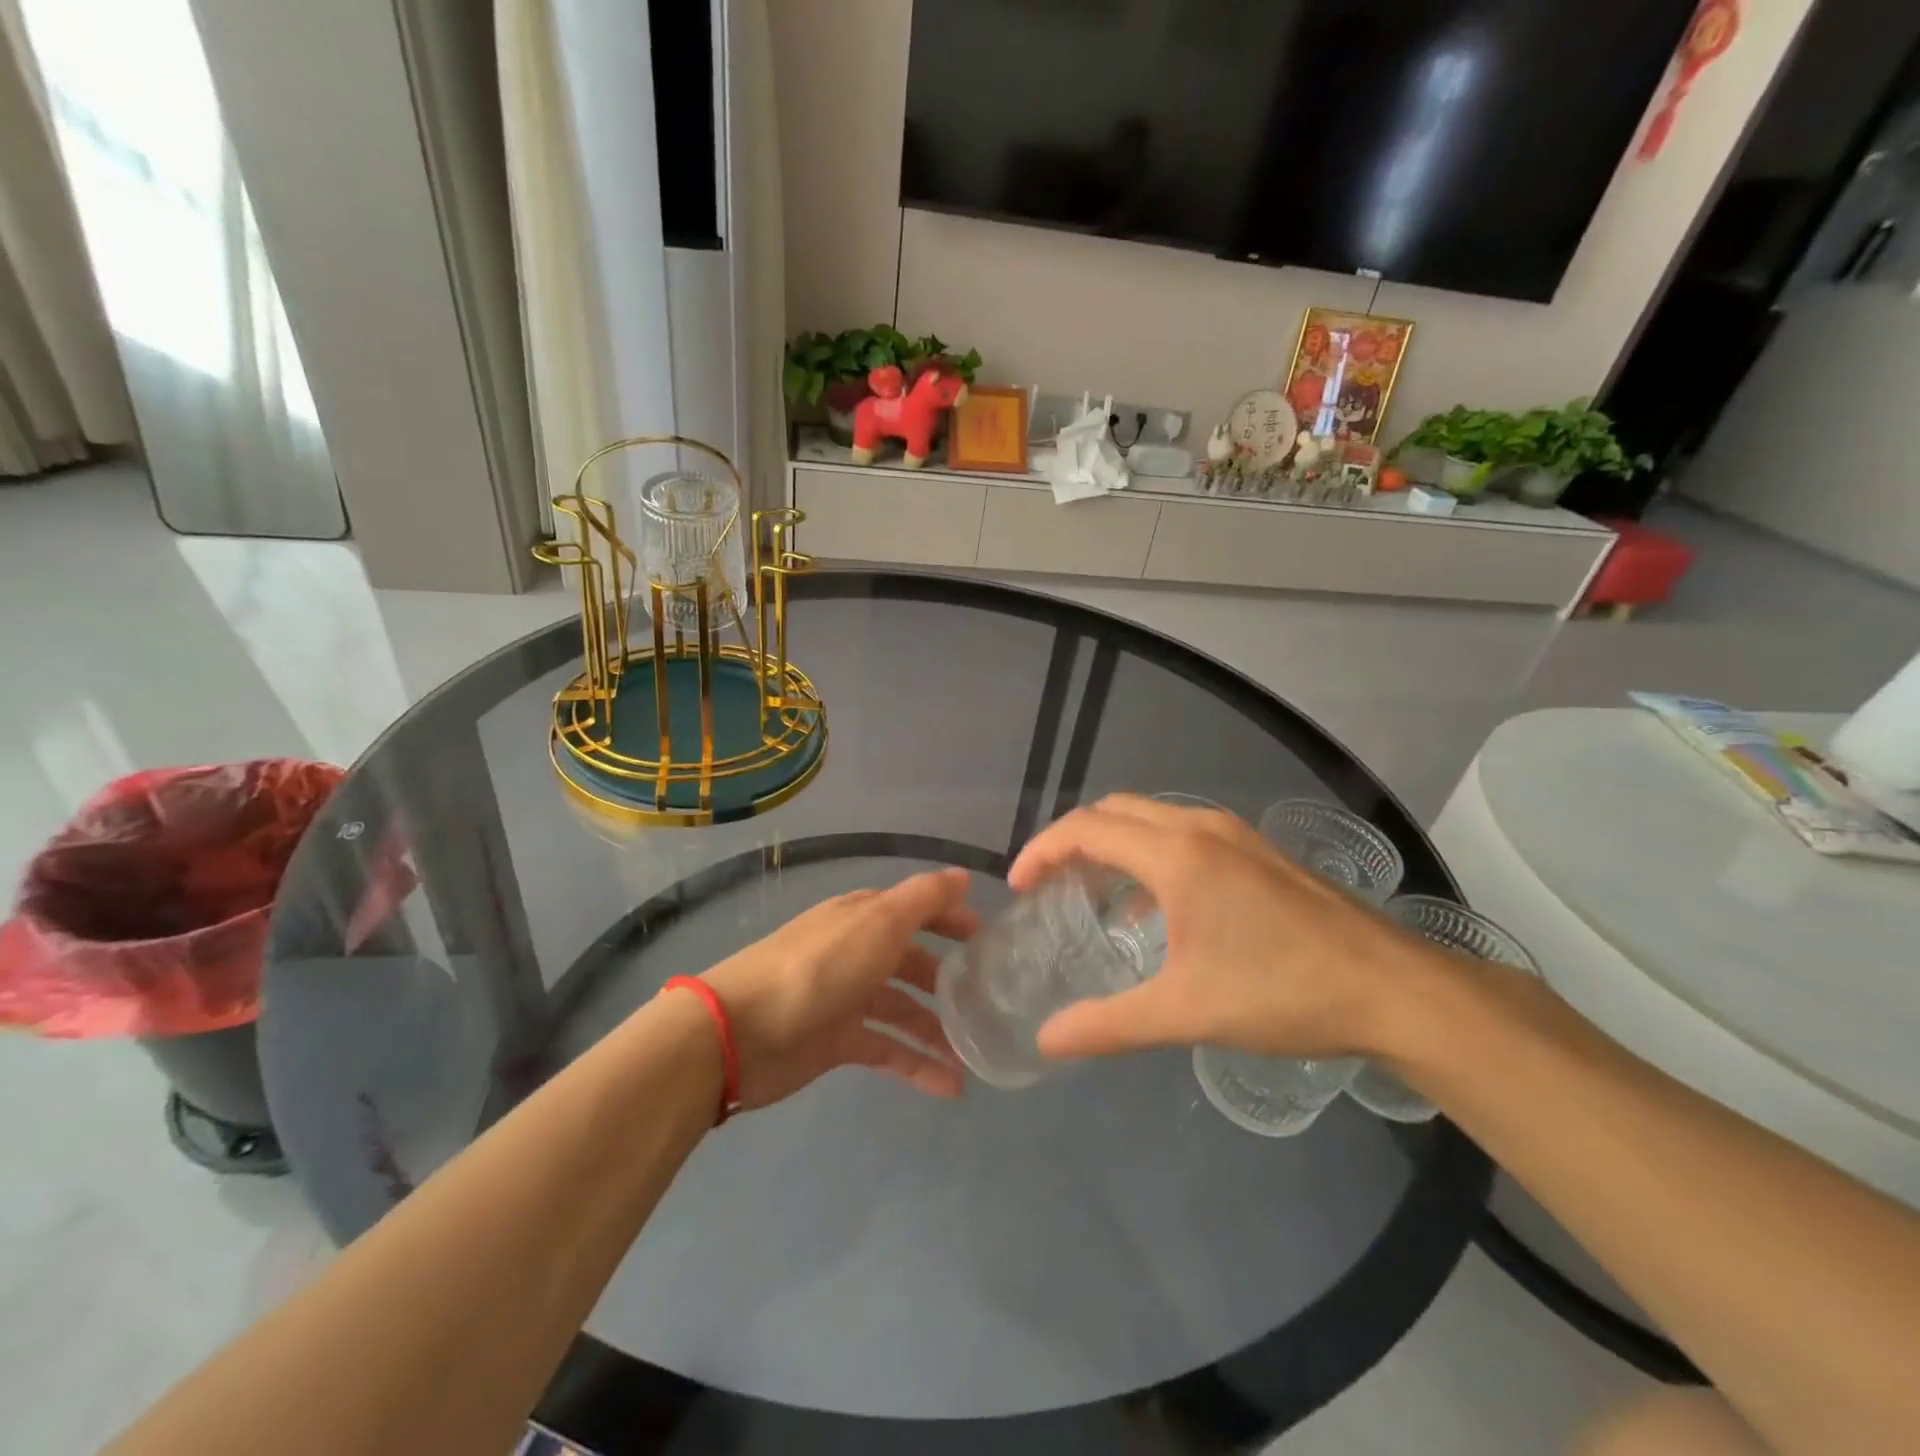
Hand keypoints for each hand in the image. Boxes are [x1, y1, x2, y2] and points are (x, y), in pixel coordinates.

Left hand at [699, 868, 975, 1108]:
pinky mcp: (836, 1041)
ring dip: (937, 1030)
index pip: (916, 910)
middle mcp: (857, 951)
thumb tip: (963, 877)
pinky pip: (887, 1049)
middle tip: (988, 1000)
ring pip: (903, 1009)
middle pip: (910, 961)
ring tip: (974, 1057)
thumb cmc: (820, 968)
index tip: (987, 937)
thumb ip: (924, 899)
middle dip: (947, 978)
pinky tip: (949, 1086)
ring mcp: (846, 997)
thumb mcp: (879, 922)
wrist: (741, 1032)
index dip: (950, 918)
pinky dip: (916, 1064)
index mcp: (864, 917)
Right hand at [1008, 794, 1444, 1061]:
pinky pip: (1183, 833)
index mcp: (1176, 854)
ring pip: (1151, 817)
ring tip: (1093, 891)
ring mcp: (1235, 834)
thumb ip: (1109, 1025)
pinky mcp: (1259, 851)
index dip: (1042, 850)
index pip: (1086, 829)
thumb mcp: (1186, 1012)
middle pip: (1115, 811)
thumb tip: (1048, 1042)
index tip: (1018, 885)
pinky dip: (1150, 853)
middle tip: (1049, 883)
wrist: (1395, 989)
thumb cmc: (1283, 992)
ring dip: (1113, 843)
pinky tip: (1157, 909)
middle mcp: (1200, 827)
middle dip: (1073, 839)